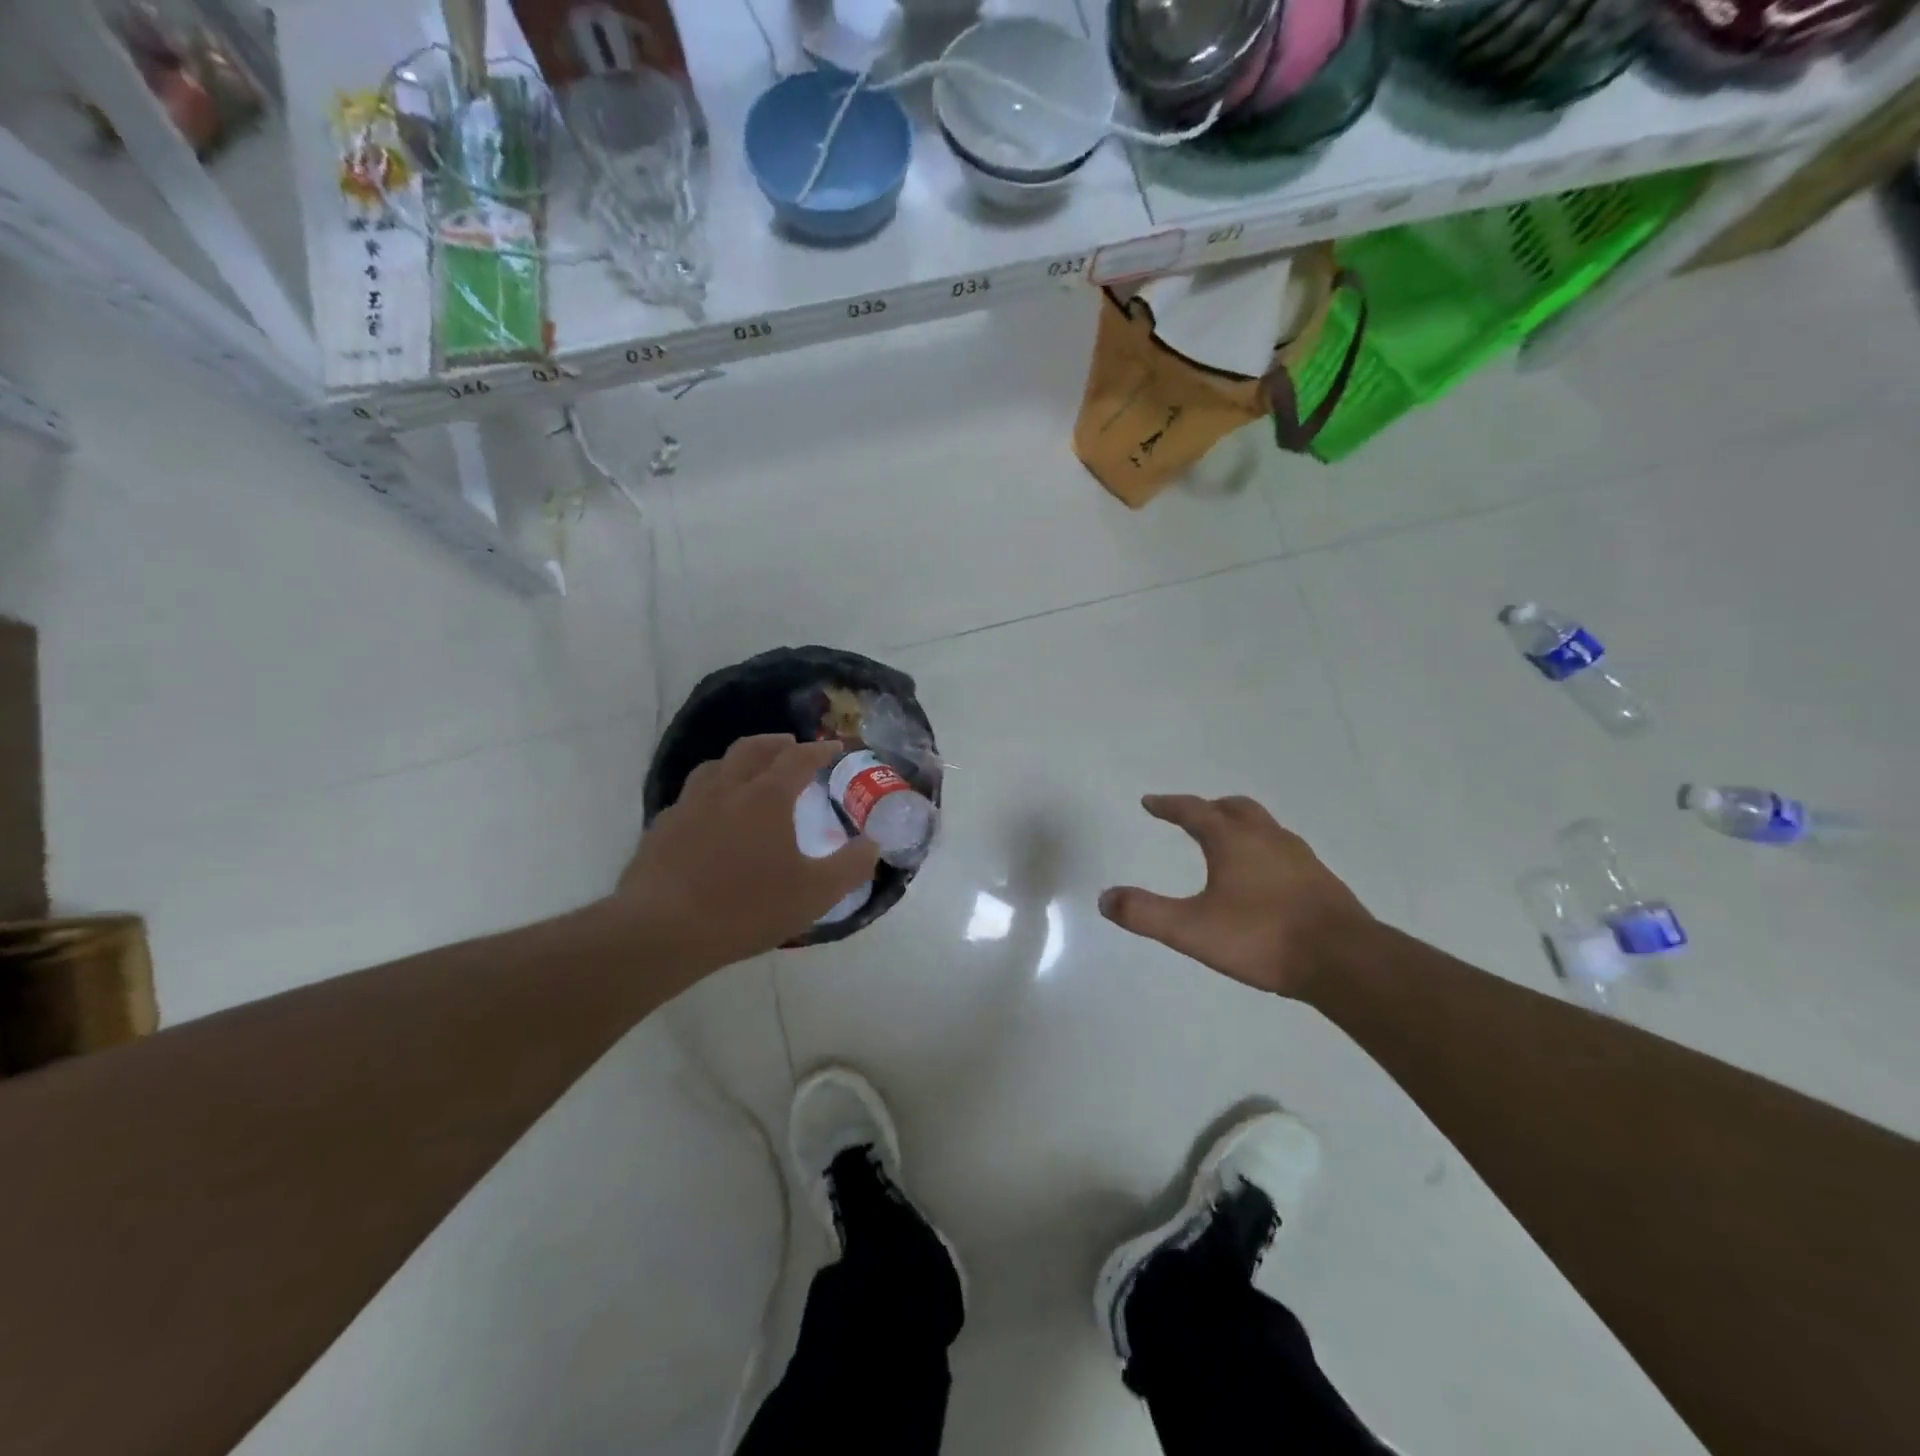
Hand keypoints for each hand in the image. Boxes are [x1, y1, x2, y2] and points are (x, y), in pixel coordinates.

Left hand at [614, 735, 880, 978]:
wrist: (662, 930)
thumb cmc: (747, 907)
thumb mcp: (815, 894)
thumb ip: (850, 866)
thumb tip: (873, 844)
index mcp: (767, 797)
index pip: (798, 758)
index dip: (819, 750)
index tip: (834, 748)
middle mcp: (727, 789)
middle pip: (753, 749)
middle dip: (776, 743)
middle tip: (791, 747)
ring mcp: (689, 805)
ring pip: (715, 766)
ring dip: (738, 761)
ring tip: (749, 772)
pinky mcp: (662, 828)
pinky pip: (690, 796)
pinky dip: (709, 792)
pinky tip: (709, 814)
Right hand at [1099, 794, 1369, 998]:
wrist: (1345, 961)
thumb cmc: (1263, 938)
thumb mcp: (1192, 930)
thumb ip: (1146, 913)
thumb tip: (1105, 898)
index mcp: (1234, 842)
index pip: (1194, 811)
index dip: (1169, 805)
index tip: (1150, 802)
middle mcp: (1268, 839)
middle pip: (1235, 808)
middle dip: (1210, 808)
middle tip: (1192, 815)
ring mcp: (1300, 858)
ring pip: (1265, 827)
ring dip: (1241, 826)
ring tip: (1228, 843)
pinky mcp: (1322, 880)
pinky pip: (1285, 850)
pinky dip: (1265, 850)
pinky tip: (1266, 878)